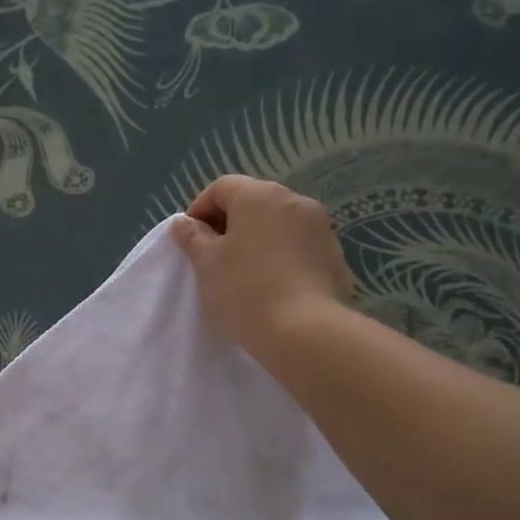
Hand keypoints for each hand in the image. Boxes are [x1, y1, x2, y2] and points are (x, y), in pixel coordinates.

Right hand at [170, 175, 349, 355]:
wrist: (305, 332)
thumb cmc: (245, 290)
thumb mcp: (207, 263)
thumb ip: (193, 237)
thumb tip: (185, 223)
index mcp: (260, 195)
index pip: (221, 188)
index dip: (199, 211)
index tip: (190, 242)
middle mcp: (295, 201)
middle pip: (252, 203)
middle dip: (229, 226)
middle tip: (213, 259)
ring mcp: (321, 228)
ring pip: (278, 225)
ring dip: (257, 241)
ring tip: (243, 275)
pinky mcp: (335, 256)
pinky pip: (298, 247)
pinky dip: (280, 258)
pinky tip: (271, 287)